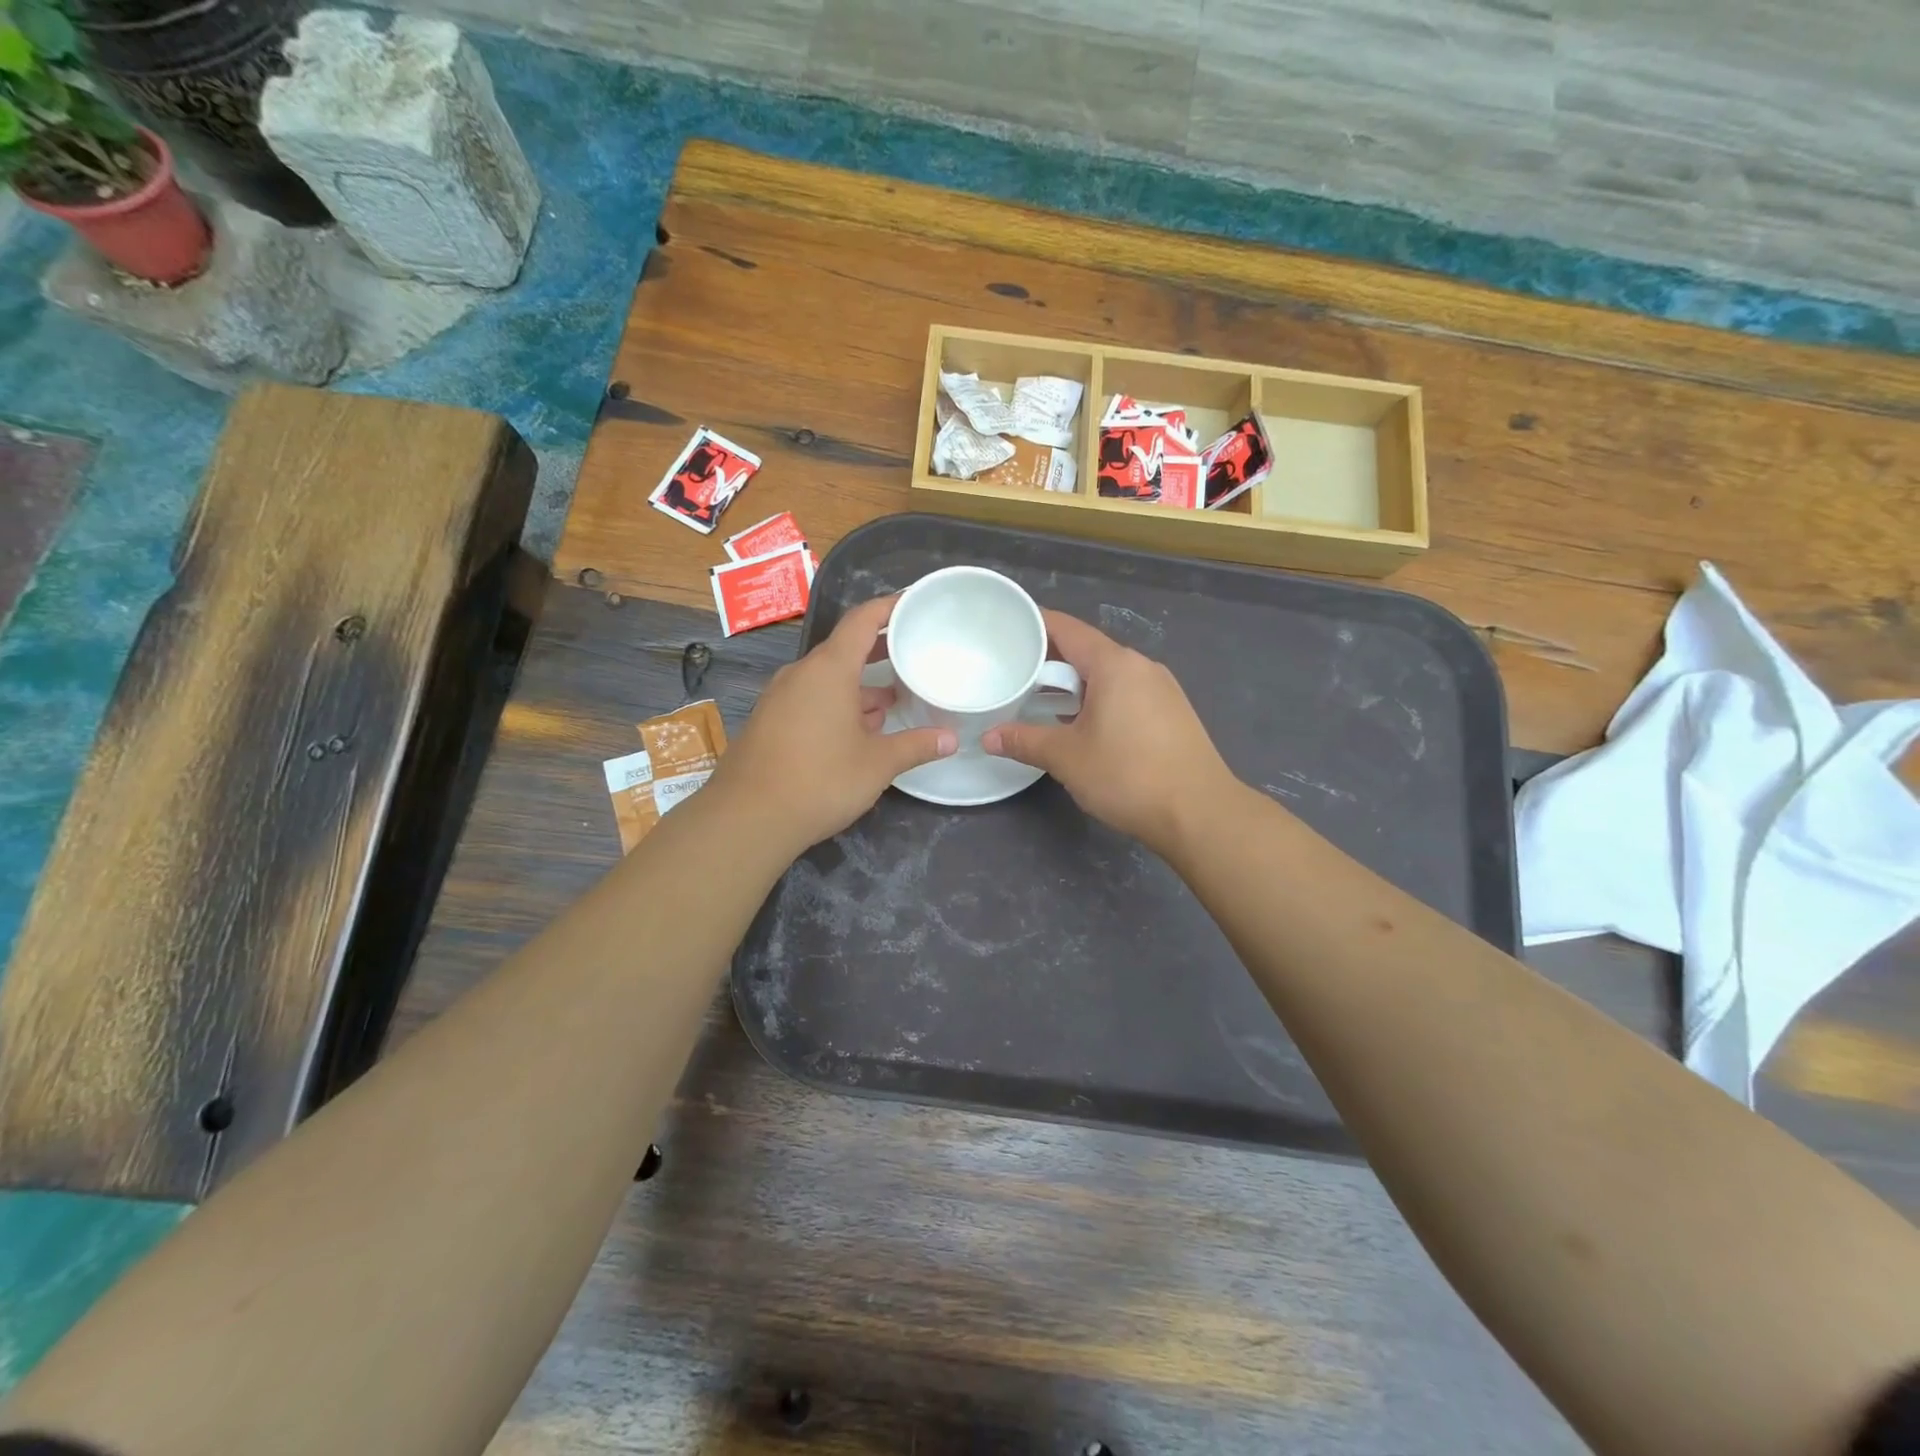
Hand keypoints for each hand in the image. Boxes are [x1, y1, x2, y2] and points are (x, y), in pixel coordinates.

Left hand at [714, 595, 955, 854]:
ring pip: (827, 679)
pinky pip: (811, 699)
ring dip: (859, 686)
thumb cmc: (820, 780)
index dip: (890, 607)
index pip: (862, 620)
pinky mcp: (770, 721)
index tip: (914, 603)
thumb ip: (916, 746)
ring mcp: (781, 698)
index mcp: (828, 669)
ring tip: (893, 700)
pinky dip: (838, 704)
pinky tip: (858, 730)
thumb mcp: (878, 764)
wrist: (747, 819)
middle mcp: (801, 674)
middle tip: (913, 654)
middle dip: (879, 651)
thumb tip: (951, 739)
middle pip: (844, 649)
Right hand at [982, 610, 1238, 854]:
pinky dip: (1100, 699)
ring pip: (1109, 675)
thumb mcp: (1067, 758)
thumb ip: (1025, 741)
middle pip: (1088, 650)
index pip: (1067, 629)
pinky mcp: (1173, 713)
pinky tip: (1084, 724)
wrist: (1200, 813)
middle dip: (1051, 661)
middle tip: (1015, 674)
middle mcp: (1141, 666)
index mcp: (1114, 664)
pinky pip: (1127, 693)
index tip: (1007, 629)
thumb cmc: (1128, 776)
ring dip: (1076, 684)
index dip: (1035, 625)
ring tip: (1042, 701)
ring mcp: (1162, 689)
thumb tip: (989, 738)